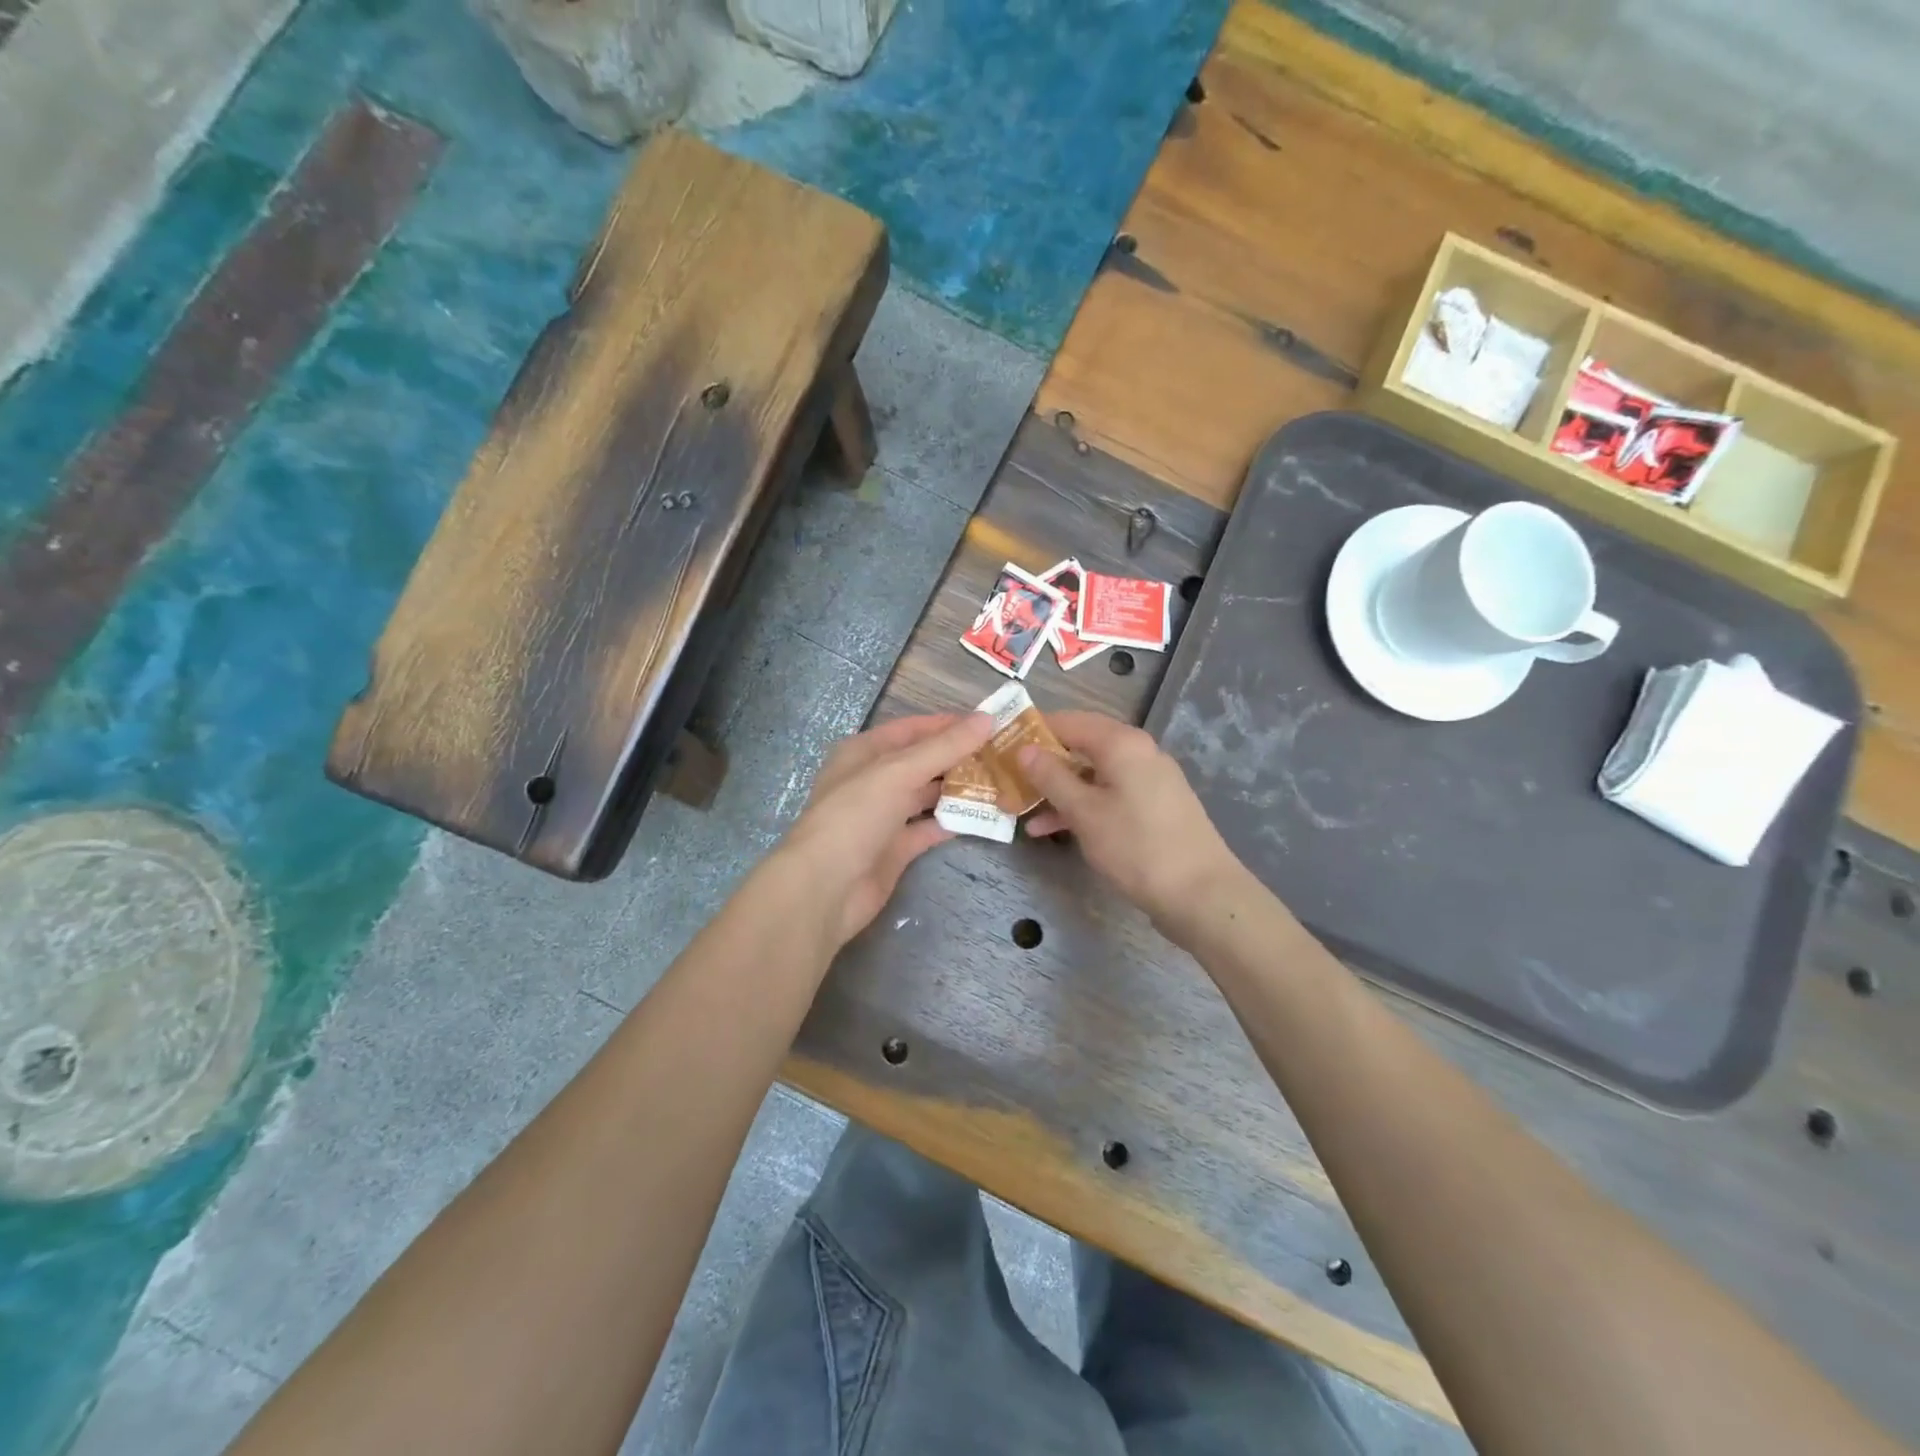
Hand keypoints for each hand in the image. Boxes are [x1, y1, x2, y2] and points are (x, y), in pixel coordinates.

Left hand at [779, 711, 994, 950]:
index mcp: (864, 753)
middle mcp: (872, 781)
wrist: (825, 888)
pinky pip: (927, 829)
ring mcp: (883, 817)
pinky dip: (950, 822)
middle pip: (921, 762)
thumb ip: (944, 747)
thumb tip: (987, 718)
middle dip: (958, 758)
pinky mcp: (894, 849)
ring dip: (957, 789)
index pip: (912, 729)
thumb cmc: (855, 816)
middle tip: (1002, 755)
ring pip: (926, 795)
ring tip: (999, 782)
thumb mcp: (899, 772)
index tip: (989, 724)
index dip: (948, 725)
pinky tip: (981, 816)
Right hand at [1019, 711, 1246, 945]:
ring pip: (1092, 774)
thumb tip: (1024, 749)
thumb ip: (1051, 777)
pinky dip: (1081, 806)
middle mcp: (1138, 752)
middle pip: (1081, 746)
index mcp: (1122, 743)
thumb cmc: (1137, 846)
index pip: (1069, 721)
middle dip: (1043, 764)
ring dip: (1057, 790)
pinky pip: (1108, 794)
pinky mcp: (1154, 806)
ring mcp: (1149, 780)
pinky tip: (1052, 829)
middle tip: (1009, 780)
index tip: (1003, 746)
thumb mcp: (1084, 812)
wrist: (1202, 894)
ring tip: (1021, 812)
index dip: (1034, 731)